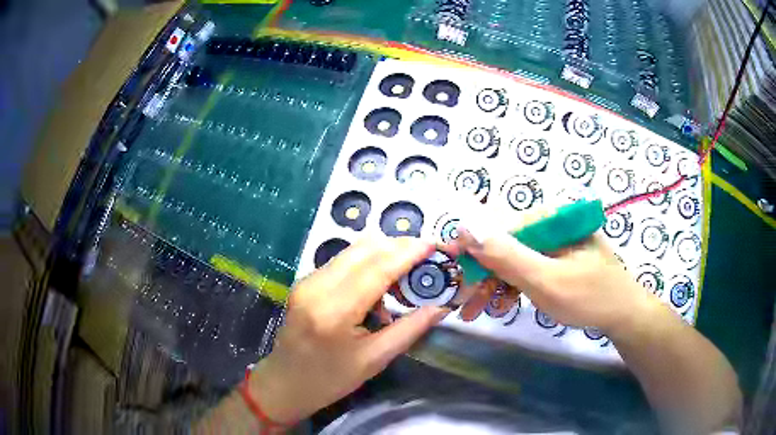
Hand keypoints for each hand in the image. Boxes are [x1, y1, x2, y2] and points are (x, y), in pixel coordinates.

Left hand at [246, 237, 448, 423]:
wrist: (286, 382)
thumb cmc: (330, 380)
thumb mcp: (374, 359)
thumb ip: (410, 329)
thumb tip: (441, 306)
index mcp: (334, 311)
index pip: (377, 269)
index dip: (408, 253)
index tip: (433, 245)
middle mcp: (317, 286)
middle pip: (364, 249)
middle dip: (398, 247)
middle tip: (424, 260)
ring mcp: (308, 281)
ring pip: (353, 251)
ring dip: (383, 255)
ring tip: (404, 276)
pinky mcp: (306, 281)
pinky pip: (343, 262)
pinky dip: (366, 265)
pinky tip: (378, 286)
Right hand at [454, 229, 653, 331]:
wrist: (623, 315)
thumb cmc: (590, 296)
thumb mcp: (546, 279)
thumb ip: (507, 255)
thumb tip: (465, 228)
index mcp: (551, 218)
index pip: (501, 226)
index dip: (474, 249)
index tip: (452, 270)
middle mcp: (551, 224)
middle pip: (506, 245)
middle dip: (483, 275)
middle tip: (465, 303)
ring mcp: (555, 242)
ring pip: (514, 259)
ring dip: (495, 285)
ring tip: (480, 311)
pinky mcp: (557, 258)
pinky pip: (528, 269)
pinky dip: (513, 287)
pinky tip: (503, 304)